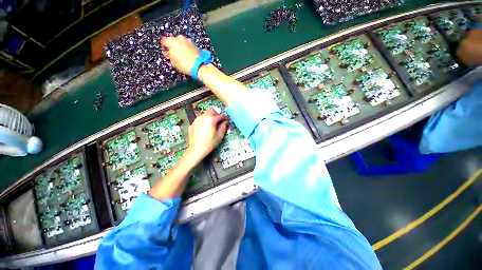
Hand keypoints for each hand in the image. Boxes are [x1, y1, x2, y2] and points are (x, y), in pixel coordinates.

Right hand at [161, 35, 199, 74]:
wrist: (199, 66)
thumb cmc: (185, 65)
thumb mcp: (173, 62)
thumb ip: (169, 55)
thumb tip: (168, 53)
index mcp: (171, 41)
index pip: (163, 41)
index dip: (164, 48)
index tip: (166, 53)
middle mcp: (180, 38)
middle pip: (173, 41)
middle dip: (173, 47)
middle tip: (175, 55)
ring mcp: (188, 40)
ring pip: (181, 43)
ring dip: (181, 47)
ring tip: (182, 56)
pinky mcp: (195, 45)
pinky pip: (188, 45)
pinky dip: (187, 49)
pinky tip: (188, 56)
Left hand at [185, 109, 228, 163]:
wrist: (196, 149)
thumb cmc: (209, 143)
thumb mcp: (219, 135)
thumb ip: (223, 127)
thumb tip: (225, 122)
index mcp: (210, 119)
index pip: (220, 116)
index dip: (224, 118)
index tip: (226, 121)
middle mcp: (203, 117)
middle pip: (211, 111)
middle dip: (217, 114)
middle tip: (220, 120)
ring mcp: (196, 120)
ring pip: (205, 114)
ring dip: (210, 116)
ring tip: (213, 123)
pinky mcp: (192, 124)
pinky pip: (200, 119)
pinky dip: (204, 121)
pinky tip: (205, 127)